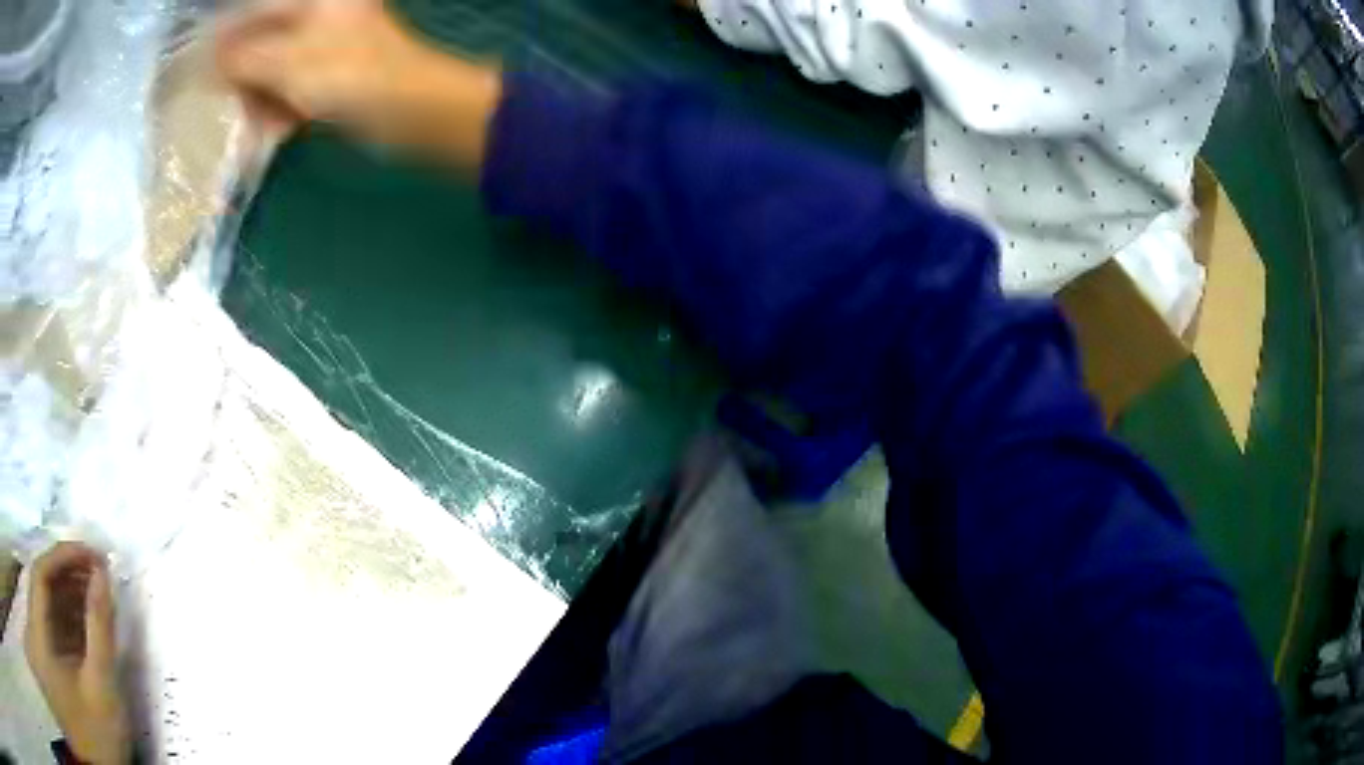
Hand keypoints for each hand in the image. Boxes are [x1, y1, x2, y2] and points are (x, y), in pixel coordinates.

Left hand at [24, 543, 130, 764]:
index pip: (42, 572)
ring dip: (71, 596)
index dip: (65, 555)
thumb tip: (104, 575)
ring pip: (49, 603)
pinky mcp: (50, 652)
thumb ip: (100, 631)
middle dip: (70, 574)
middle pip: (44, 583)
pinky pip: (53, 623)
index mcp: (39, 625)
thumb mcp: (102, 690)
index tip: (95, 554)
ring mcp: (42, 637)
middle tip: (100, 574)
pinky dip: (69, 618)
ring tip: (97, 595)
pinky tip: (87, 624)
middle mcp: (36, 620)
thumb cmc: (99, 735)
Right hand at [216, 0, 501, 166]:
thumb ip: (244, 57)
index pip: (255, 12)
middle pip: (262, 41)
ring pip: (273, 69)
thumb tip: (210, 55)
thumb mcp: (286, 62)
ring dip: (258, 97)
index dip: (225, 39)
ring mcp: (326, 47)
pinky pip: (292, 89)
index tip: (198, 70)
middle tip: (225, 102)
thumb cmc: (349, 74)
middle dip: (241, 74)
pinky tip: (277, 126)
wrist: (411, 111)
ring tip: (254, 120)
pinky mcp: (332, 77)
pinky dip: (280, 107)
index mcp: (313, 1)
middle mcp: (319, 16)